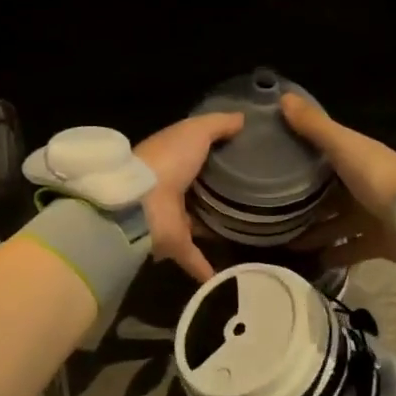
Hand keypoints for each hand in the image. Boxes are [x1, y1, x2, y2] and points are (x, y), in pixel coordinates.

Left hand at [134, 112, 245, 282]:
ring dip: (214, 226)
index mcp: (172, 157)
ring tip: (248, 229)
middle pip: (198, 188)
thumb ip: (218, 124)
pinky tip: (232, 276)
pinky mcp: (174, 243)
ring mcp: (171, 217)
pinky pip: (194, 257)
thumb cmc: (167, 160)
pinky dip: (207, 267)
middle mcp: (170, 187)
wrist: (141, 203)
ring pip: (197, 221)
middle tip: (254, 193)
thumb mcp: (195, 131)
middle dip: (218, 190)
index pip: (195, 152)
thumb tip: (242, 118)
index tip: (246, 153)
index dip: (217, 150)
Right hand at [279, 93, 395, 268]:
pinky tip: (307, 261)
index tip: (269, 161)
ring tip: (280, 240)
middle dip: (302, 201)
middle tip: (268, 209)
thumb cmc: (377, 176)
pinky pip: (349, 250)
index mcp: (354, 159)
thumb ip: (314, 125)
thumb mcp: (342, 146)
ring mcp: (369, 216)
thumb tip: (282, 96)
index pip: (322, 156)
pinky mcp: (376, 243)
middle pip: (326, 194)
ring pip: (334, 224)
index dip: (299, 157)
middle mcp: (360, 186)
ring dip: (312, 231)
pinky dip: (331, 256)